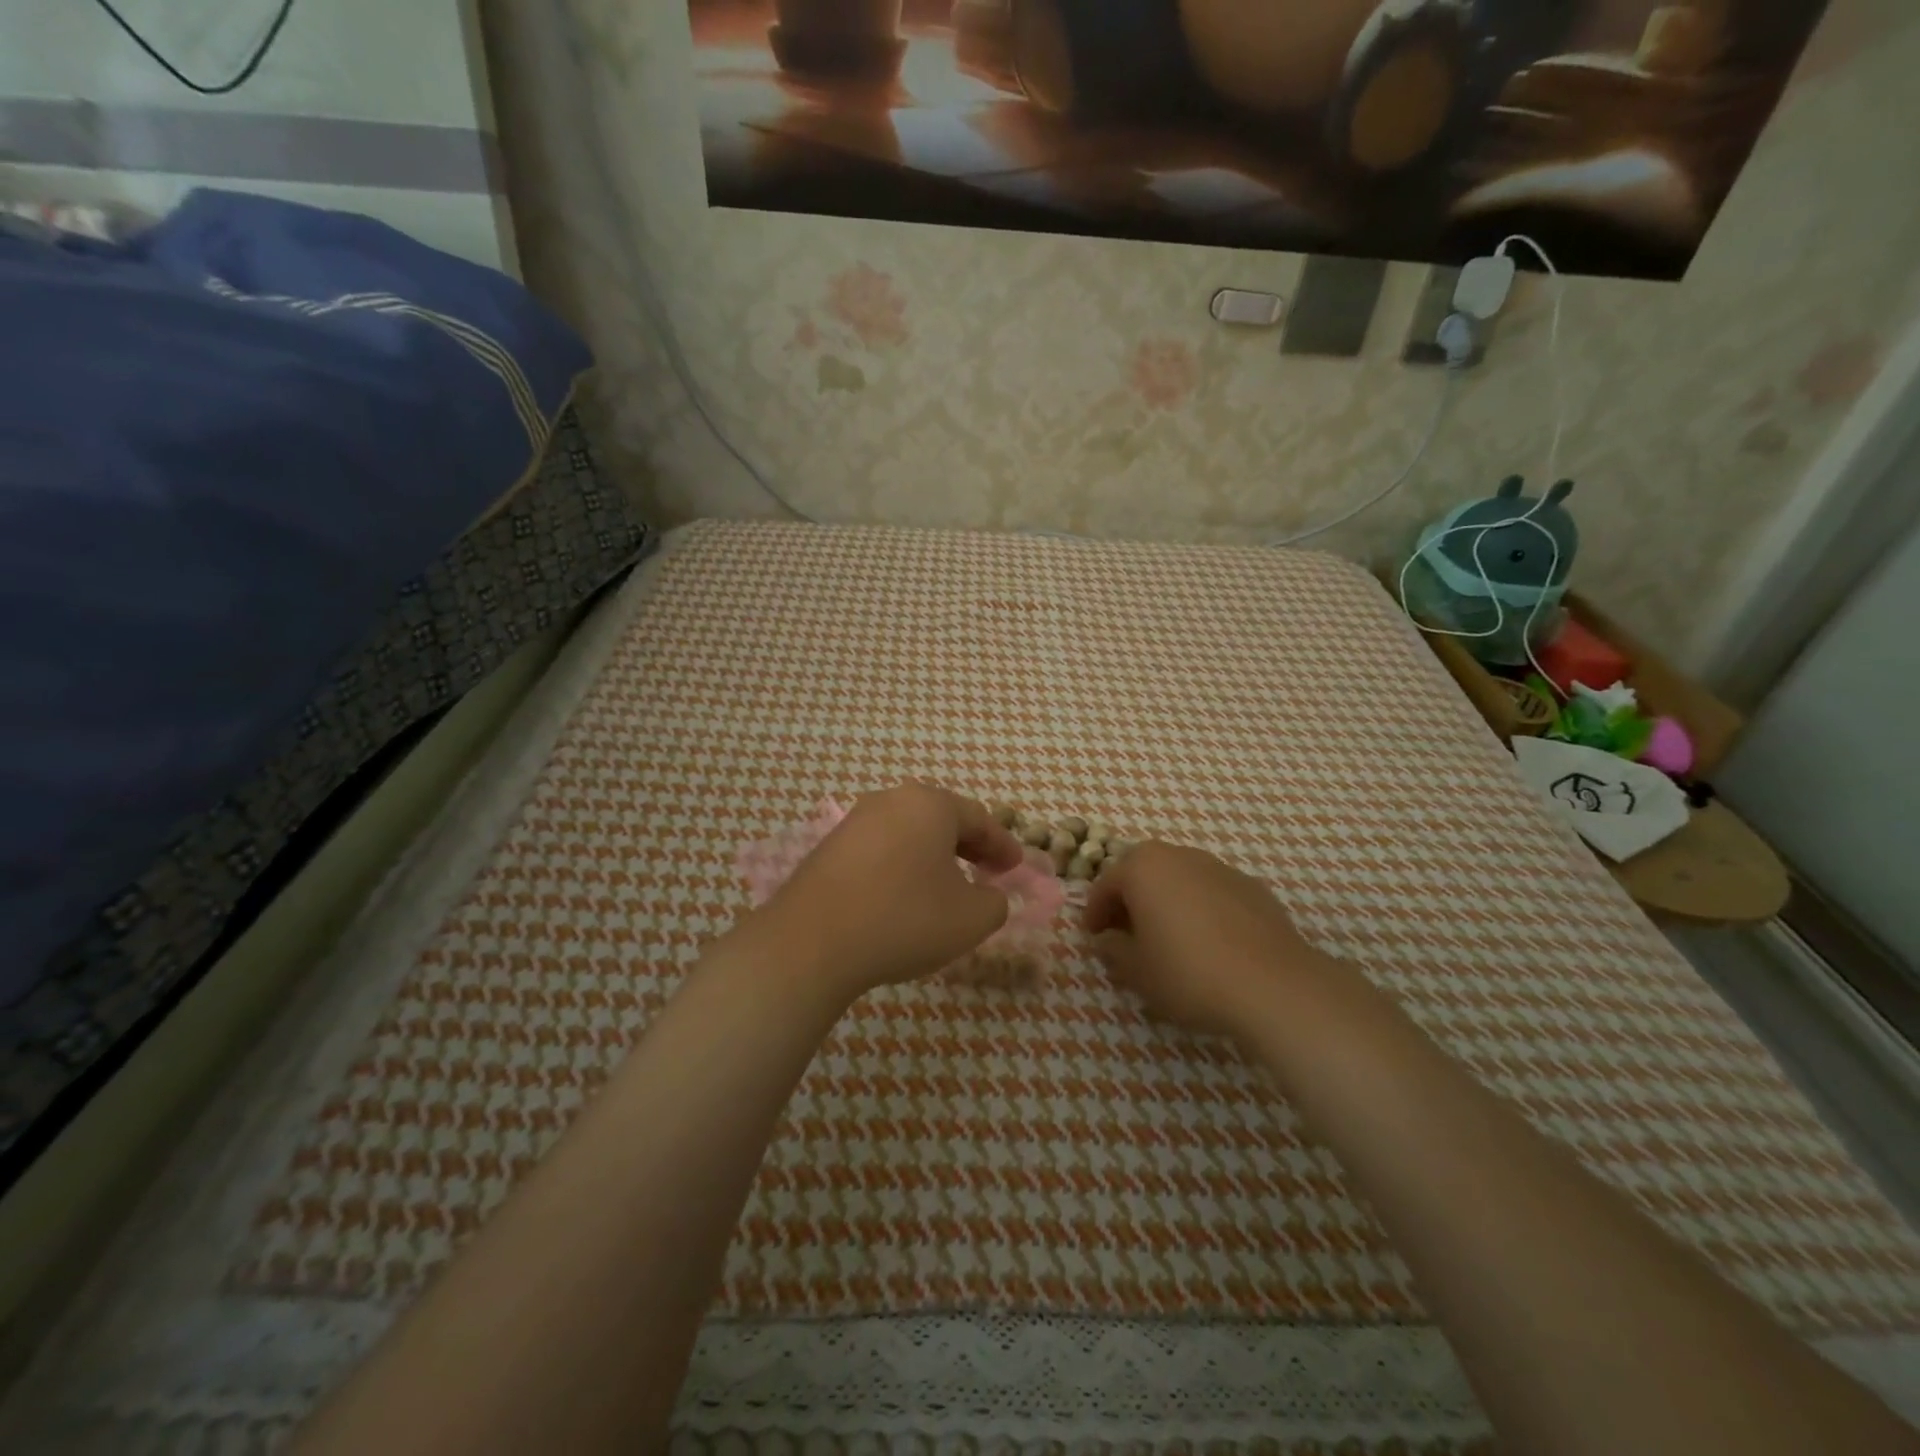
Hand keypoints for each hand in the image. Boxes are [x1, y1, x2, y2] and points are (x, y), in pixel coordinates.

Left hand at [757, 784, 1024, 998]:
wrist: (811, 942)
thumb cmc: (904, 920)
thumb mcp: (971, 919)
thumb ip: (995, 902)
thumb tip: (990, 895)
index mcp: (930, 804)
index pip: (980, 819)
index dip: (1003, 845)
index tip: (1016, 868)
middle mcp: (891, 800)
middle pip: (942, 818)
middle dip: (970, 846)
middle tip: (988, 872)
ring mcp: (855, 821)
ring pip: (909, 832)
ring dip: (934, 855)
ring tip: (947, 885)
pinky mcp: (830, 846)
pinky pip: (881, 848)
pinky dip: (903, 865)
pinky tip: (904, 894)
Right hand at [1083, 842, 1333, 1039]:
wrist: (1274, 985)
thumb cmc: (1189, 973)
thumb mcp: (1136, 970)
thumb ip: (1113, 949)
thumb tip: (1107, 939)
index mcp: (1142, 867)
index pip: (1105, 884)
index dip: (1094, 913)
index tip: (1094, 939)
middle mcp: (1179, 855)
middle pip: (1143, 873)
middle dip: (1130, 901)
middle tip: (1126, 936)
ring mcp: (1219, 867)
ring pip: (1179, 880)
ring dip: (1166, 902)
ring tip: (1168, 940)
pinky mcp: (1252, 887)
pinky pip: (1211, 893)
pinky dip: (1200, 909)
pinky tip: (1208, 944)